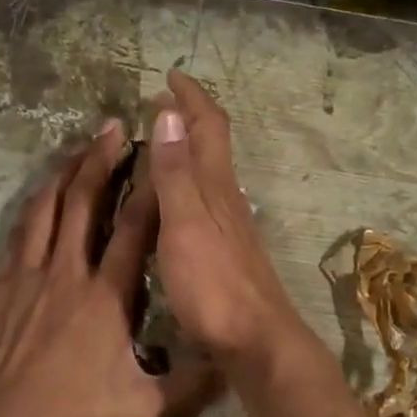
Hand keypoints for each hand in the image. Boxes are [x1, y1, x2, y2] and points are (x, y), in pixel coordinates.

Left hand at [0, 122, 213, 416]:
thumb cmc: (70, 412)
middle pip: (85, 202)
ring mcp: (30, 273)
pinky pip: (20, 231)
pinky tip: (40, 194)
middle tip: (114, 127)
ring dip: (65, 172)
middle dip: (101, 160)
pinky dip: (34, 205)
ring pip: (48, 208)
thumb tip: (225, 367)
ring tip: (80, 146)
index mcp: (106, 296)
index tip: (158, 154)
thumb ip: (187, 386)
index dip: (149, 188)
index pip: (134, 230)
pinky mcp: (2, 283)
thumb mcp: (141, 408)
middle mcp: (68, 272)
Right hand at [149, 70, 304, 367]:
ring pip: (209, 172)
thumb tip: (171, 112)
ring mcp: (229, 225)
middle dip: (190, 116)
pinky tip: (174, 199)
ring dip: (188, 148)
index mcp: (215, 185)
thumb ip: (175, 172)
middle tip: (162, 103)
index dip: (192, 97)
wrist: (255, 340)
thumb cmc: (214, 283)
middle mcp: (226, 197)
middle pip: (212, 144)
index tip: (172, 76)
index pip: (208, 126)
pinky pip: (204, 198)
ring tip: (161, 142)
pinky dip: (186, 181)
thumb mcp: (185, 223)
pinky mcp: (225, 250)